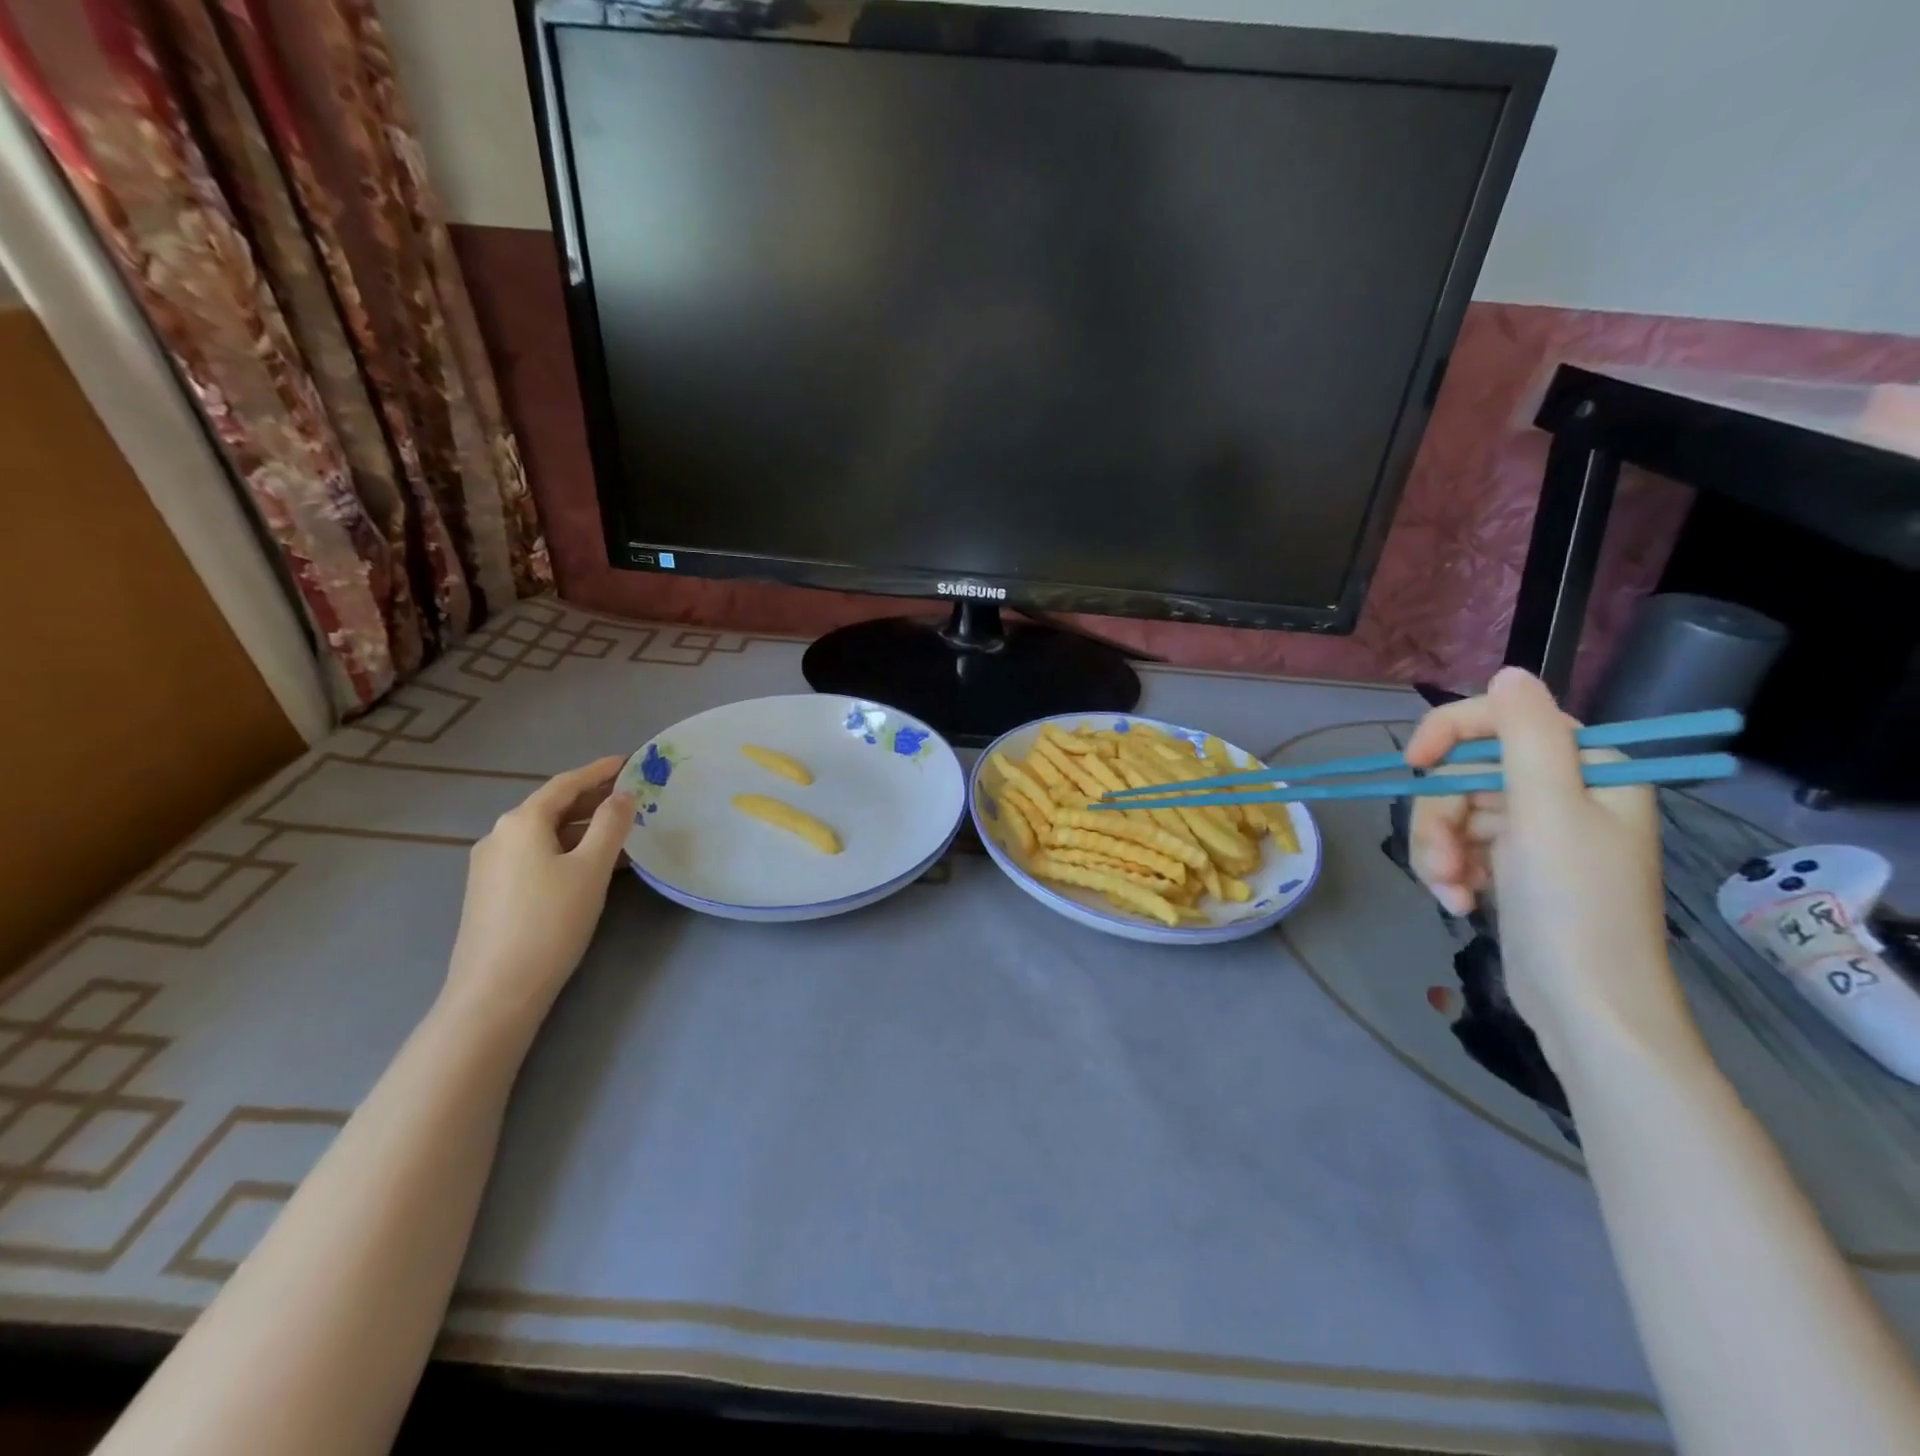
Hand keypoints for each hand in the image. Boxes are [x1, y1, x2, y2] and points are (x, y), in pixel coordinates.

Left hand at [443, 756, 634, 1031]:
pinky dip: (566, 850)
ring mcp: (490, 866)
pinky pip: (535, 856)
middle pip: (552, 807)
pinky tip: (589, 865)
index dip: (598, 771)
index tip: (628, 761)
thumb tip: (623, 795)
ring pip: (544, 834)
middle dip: (591, 799)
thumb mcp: (591, 868)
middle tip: (630, 795)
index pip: (565, 784)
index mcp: (521, 822)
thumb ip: (610, 825)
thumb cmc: (550, 921)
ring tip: (619, 831)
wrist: (496, 989)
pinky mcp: (491, 892)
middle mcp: (499, 836)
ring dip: (581, 828)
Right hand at [1404, 668, 1690, 1057]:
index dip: (1448, 733)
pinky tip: (1459, 901)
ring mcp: (1535, 831)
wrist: (1586, 1007)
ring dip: (1439, 850)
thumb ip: (1526, 736)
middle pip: (1466, 774)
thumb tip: (1509, 672)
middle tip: (1445, 862)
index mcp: (1588, 768)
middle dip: (1441, 819)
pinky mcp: (1512, 865)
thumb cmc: (1574, 906)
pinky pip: (1458, 845)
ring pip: (1452, 812)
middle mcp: (1562, 792)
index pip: (1503, 720)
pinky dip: (1449, 871)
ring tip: (1451, 890)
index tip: (1412, 765)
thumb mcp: (1547, 812)